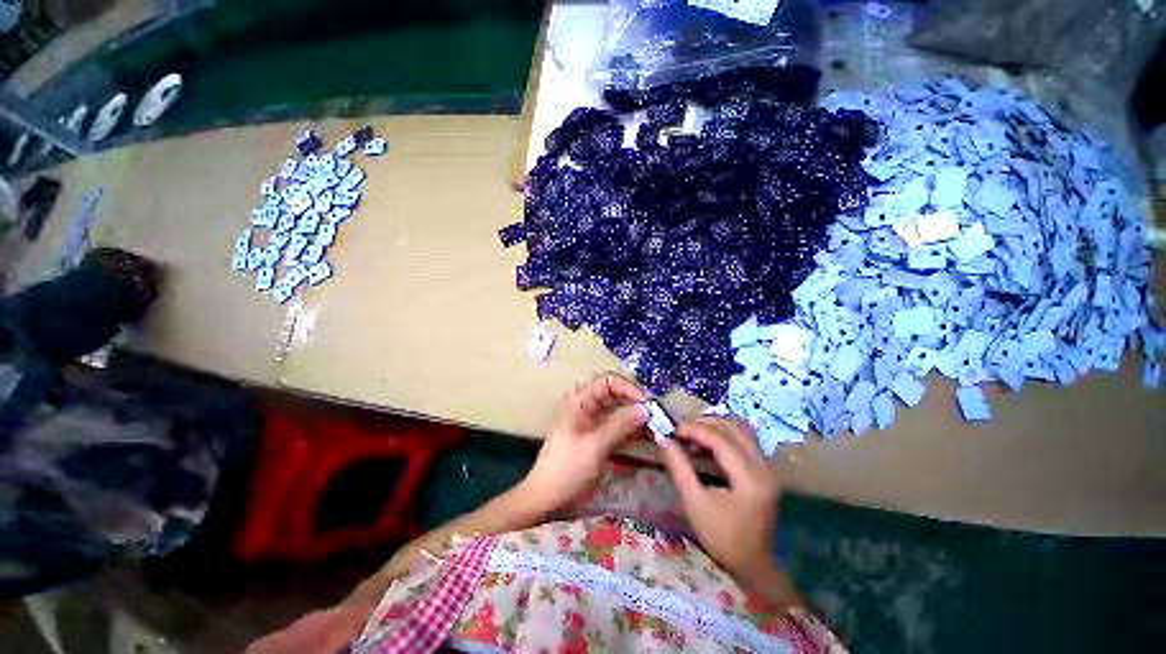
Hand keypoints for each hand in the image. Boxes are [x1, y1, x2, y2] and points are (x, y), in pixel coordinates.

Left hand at [517, 373, 647, 514]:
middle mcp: (588, 407)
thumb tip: (644, 408)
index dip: (627, 387)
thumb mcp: (594, 446)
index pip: (607, 381)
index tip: (646, 403)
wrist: (548, 498)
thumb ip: (619, 425)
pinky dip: (633, 431)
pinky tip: (649, 438)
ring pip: (620, 411)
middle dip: (635, 402)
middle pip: (616, 395)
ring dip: (637, 417)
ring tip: (657, 427)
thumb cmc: (566, 469)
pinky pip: (620, 427)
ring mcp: (594, 423)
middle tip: (657, 416)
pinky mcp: (600, 438)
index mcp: (580, 401)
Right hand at [658, 417, 781, 581]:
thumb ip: (679, 467)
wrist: (753, 564)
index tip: (673, 430)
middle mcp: (764, 466)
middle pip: (734, 427)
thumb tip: (662, 439)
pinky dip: (724, 435)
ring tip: (693, 434)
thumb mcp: (694, 503)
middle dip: (705, 423)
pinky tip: (707, 444)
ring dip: (716, 426)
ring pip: (741, 429)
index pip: (720, 439)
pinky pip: (744, 439)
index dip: (694, 429)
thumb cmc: (721, 537)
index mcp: (750, 478)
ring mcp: (768, 466)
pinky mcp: (765, 469)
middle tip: (682, 430)